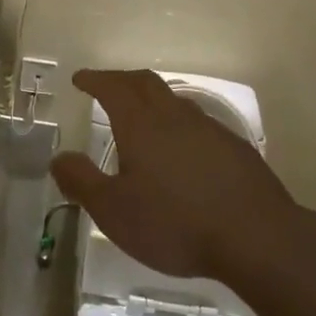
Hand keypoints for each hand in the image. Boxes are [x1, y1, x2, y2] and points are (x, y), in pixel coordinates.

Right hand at [50, 69, 294, 282]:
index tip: (81, 78)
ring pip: (174, 100)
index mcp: (141, 124)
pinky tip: (182, 148)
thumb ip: (82, 182)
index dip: (95, 79)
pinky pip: (197, 122)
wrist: (256, 237)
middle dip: (121, 79)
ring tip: (142, 115)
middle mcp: (174, 116)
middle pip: (145, 82)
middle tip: (106, 86)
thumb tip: (59, 158)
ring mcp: (209, 128)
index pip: (113, 87)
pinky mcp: (234, 148)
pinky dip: (178, 122)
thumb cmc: (175, 223)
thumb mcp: (114, 211)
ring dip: (152, 98)